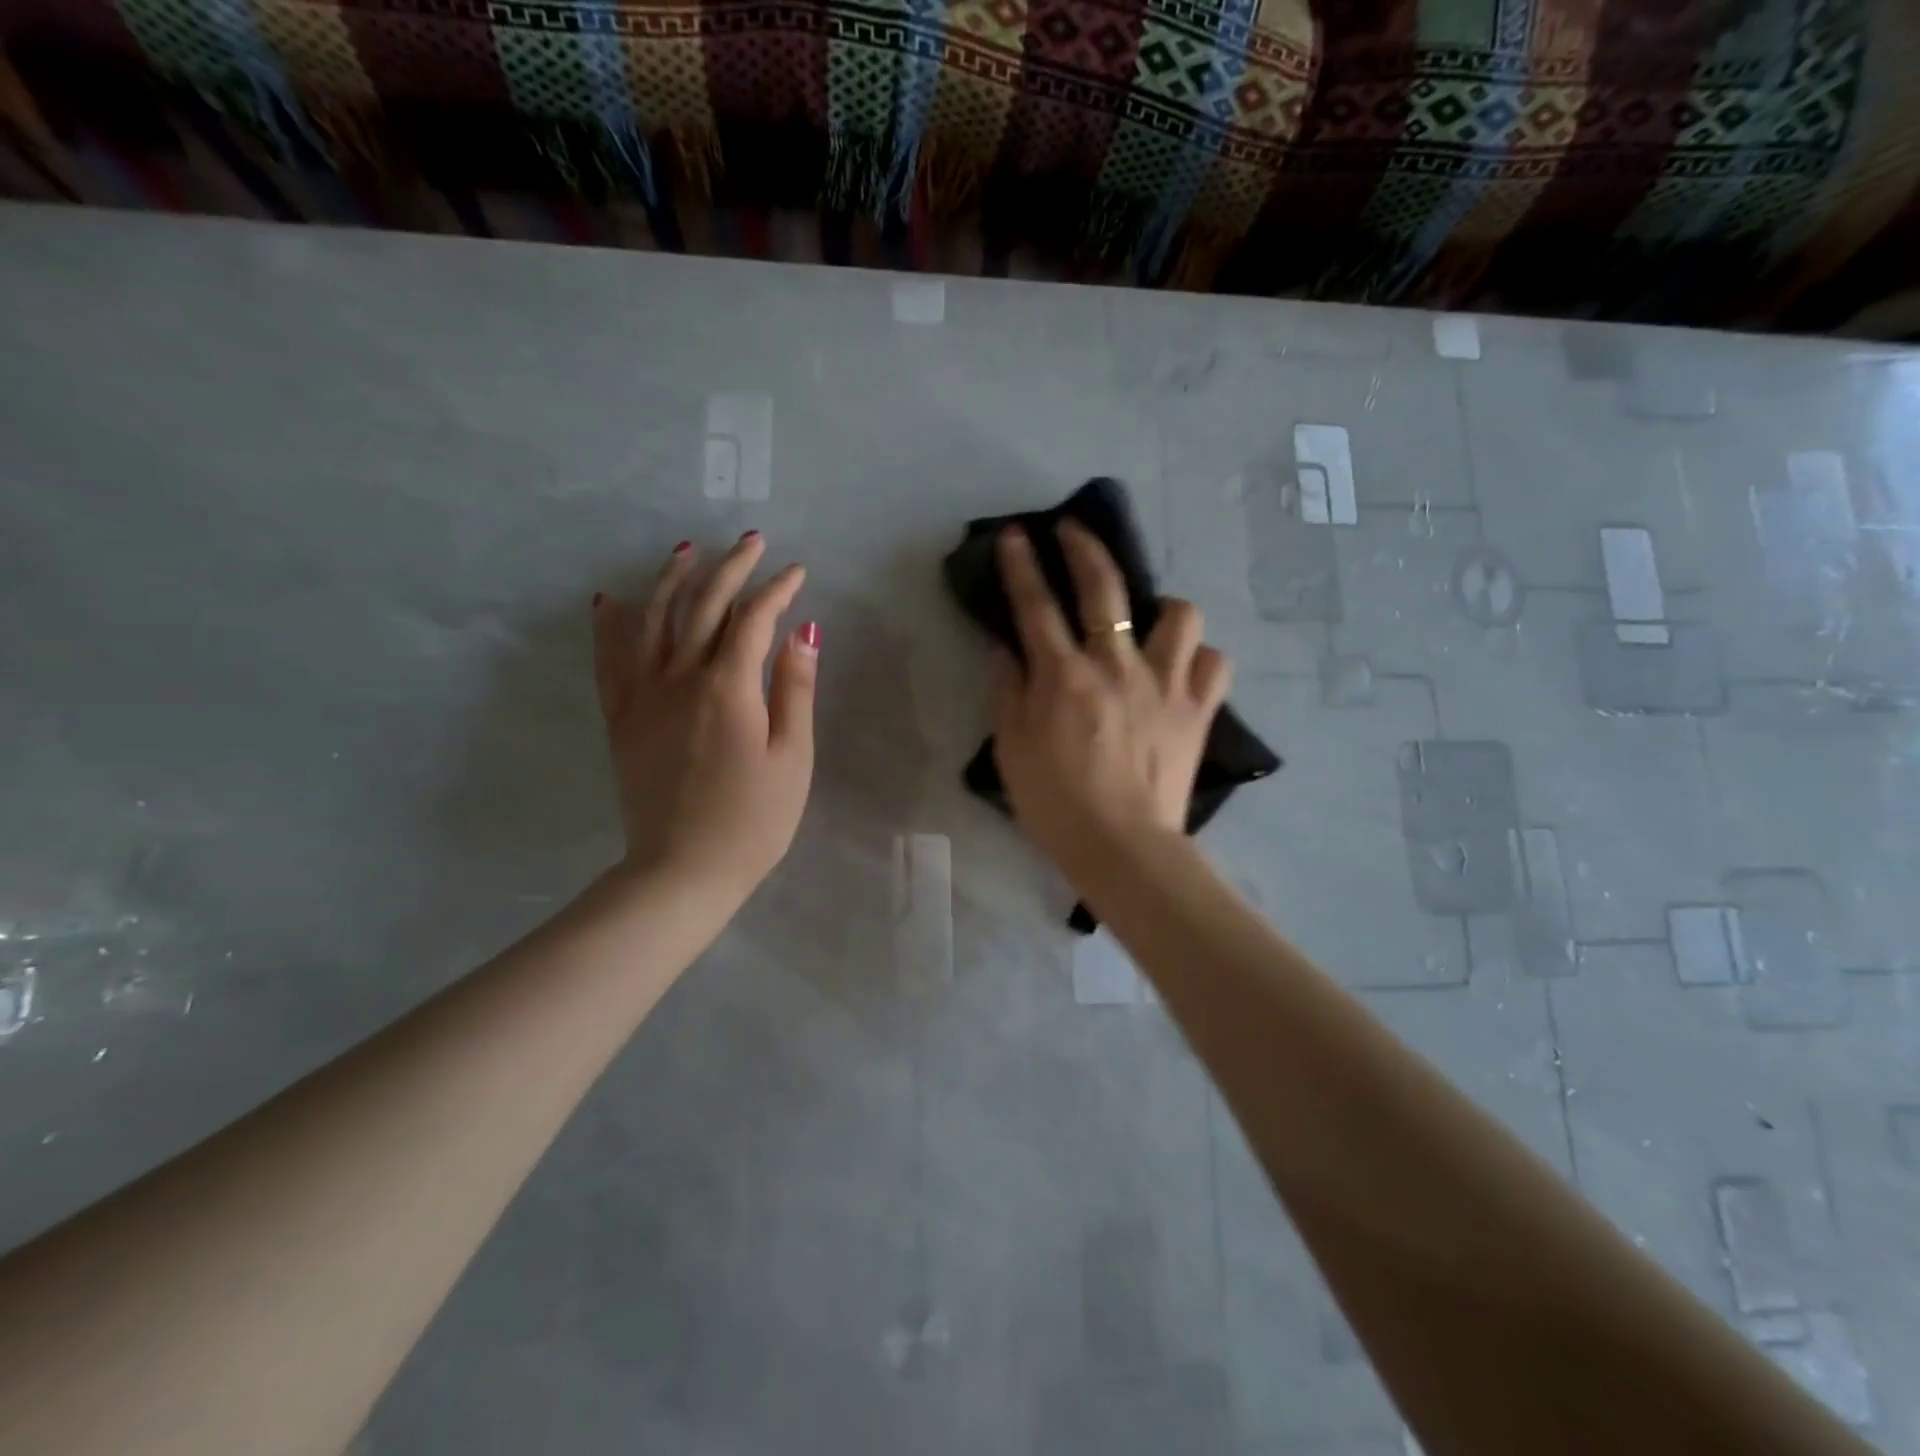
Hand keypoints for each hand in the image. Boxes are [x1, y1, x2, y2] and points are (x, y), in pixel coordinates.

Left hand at [592, 532, 817, 910]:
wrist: (683, 870)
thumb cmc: (753, 820)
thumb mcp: (793, 758)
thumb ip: (795, 689)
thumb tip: (802, 631)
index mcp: (728, 687)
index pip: (753, 619)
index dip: (776, 590)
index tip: (796, 572)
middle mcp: (679, 678)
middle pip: (702, 606)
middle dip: (729, 568)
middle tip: (750, 542)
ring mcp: (643, 697)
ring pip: (651, 620)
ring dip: (671, 579)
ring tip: (686, 549)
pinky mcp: (621, 719)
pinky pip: (610, 660)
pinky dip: (610, 625)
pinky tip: (609, 600)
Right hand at [990, 522, 1230, 878]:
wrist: (1122, 847)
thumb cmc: (1056, 803)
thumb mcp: (1011, 749)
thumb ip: (1007, 692)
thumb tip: (1007, 650)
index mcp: (1064, 677)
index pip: (1036, 605)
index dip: (1022, 565)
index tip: (1015, 535)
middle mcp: (1116, 666)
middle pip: (1104, 588)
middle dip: (1085, 547)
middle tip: (1073, 530)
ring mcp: (1164, 685)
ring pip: (1179, 615)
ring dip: (1162, 607)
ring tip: (1150, 621)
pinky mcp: (1197, 710)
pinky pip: (1214, 663)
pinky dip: (1199, 659)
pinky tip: (1183, 669)